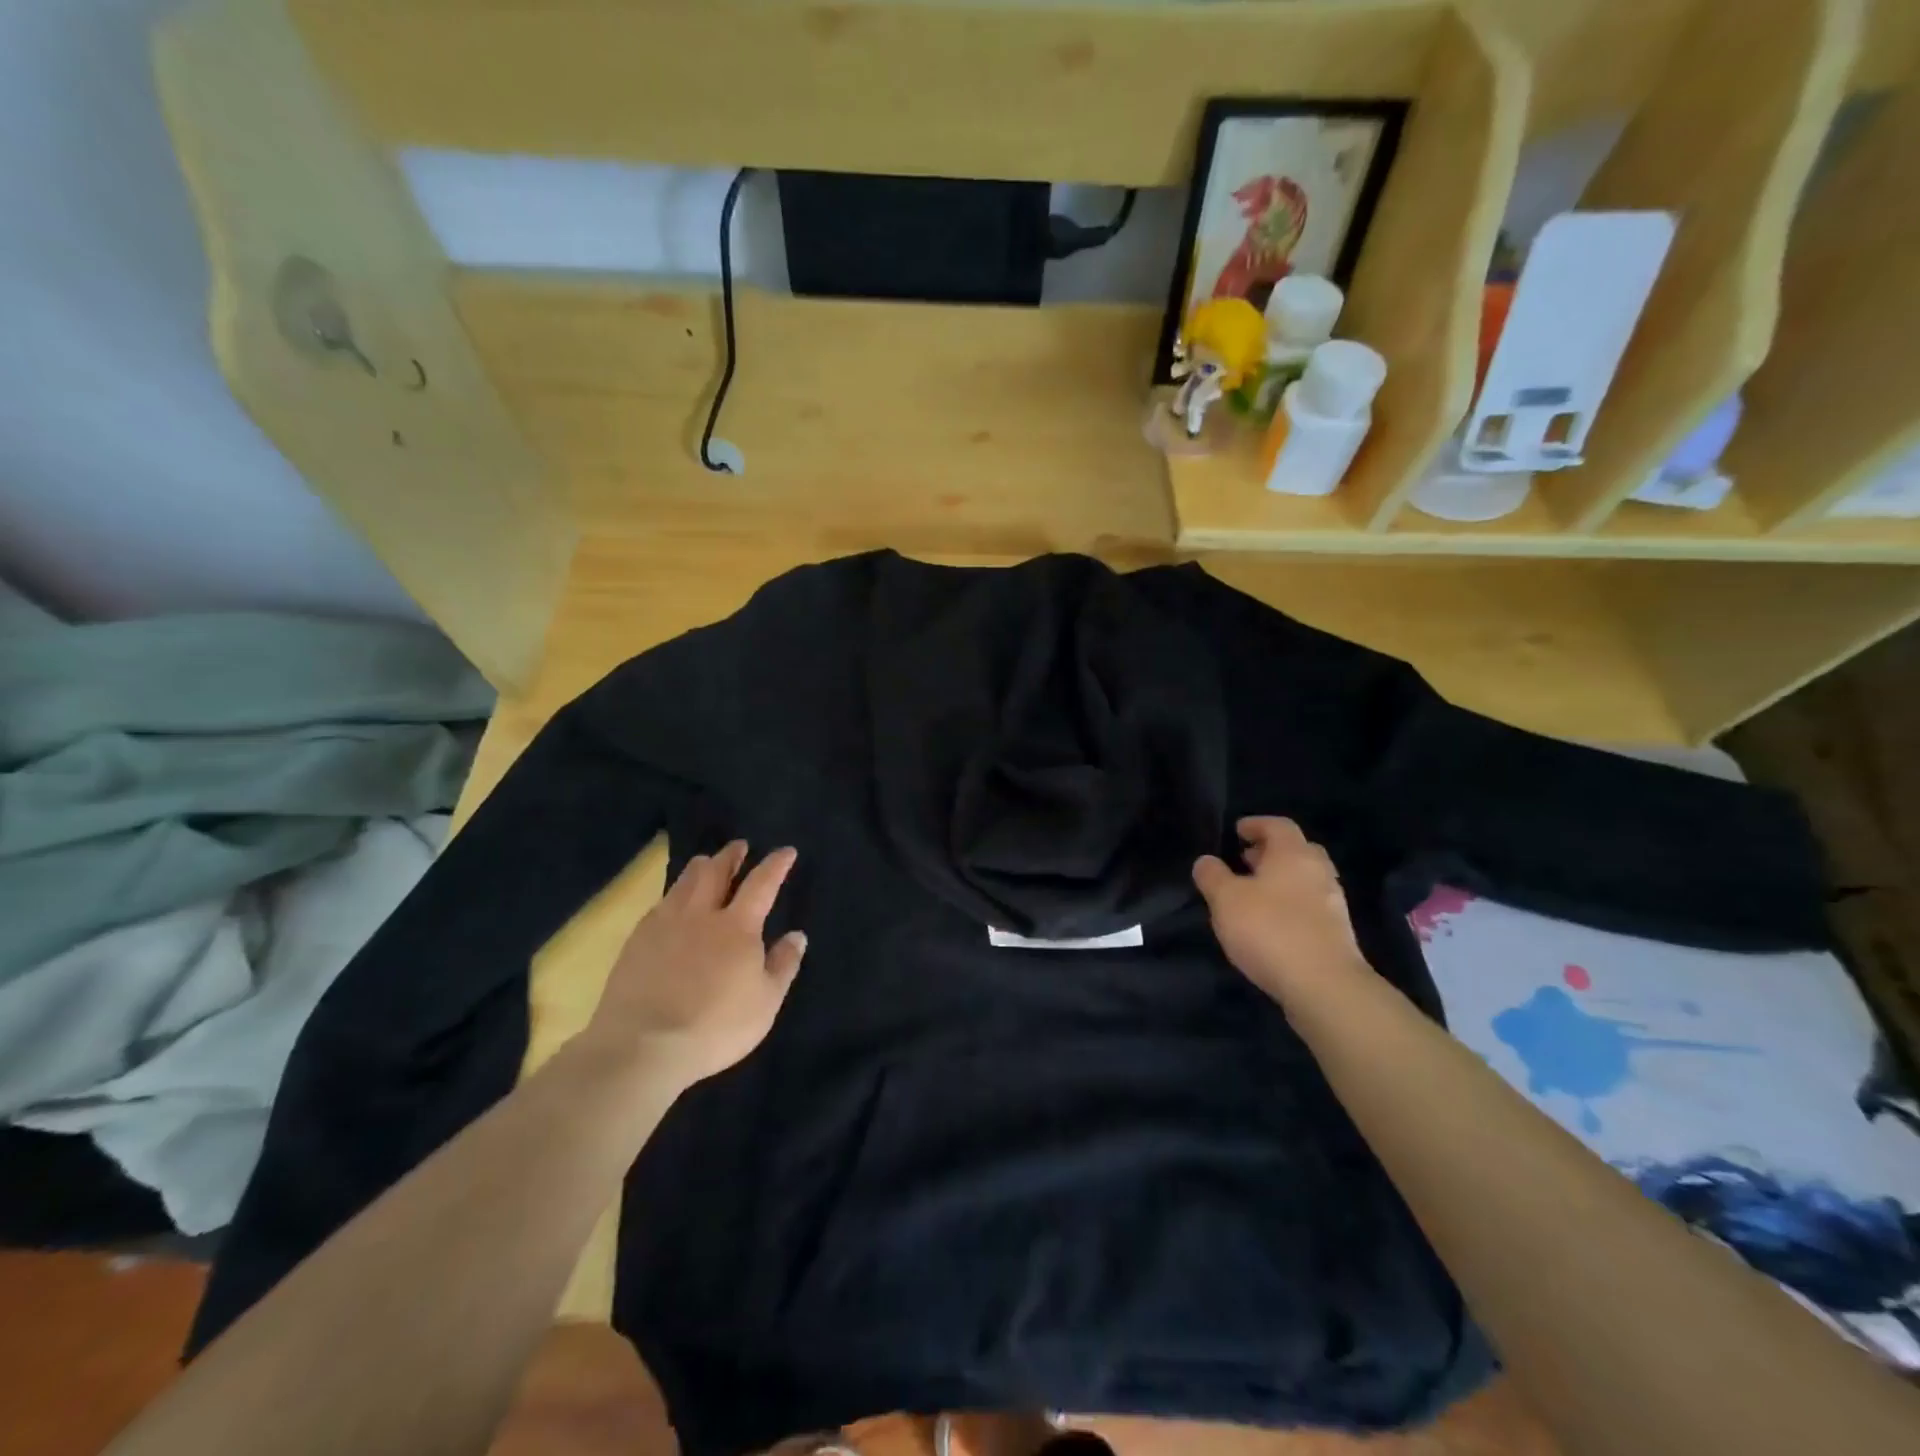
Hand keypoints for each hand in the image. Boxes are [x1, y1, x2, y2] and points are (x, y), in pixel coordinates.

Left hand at [585, 841, 806, 1087]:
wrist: (644, 1046)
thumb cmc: (716, 1026)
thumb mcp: (765, 1002)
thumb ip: (783, 965)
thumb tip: (796, 935)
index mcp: (738, 926)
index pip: (761, 884)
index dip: (775, 865)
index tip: (785, 851)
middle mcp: (701, 914)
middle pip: (716, 872)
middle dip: (731, 856)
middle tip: (739, 846)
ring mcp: (665, 924)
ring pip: (684, 882)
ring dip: (700, 867)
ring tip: (706, 862)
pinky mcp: (636, 941)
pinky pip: (660, 904)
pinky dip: (673, 894)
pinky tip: (672, 902)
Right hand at [1193, 817, 1368, 1006]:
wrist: (1325, 985)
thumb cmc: (1270, 930)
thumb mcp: (1225, 900)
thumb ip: (1212, 876)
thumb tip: (1206, 861)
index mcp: (1293, 854)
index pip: (1278, 825)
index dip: (1256, 824)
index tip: (1237, 831)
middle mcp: (1318, 871)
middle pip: (1297, 850)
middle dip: (1270, 852)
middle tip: (1245, 860)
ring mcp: (1333, 903)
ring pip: (1305, 879)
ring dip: (1281, 880)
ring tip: (1253, 894)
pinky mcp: (1337, 933)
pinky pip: (1310, 906)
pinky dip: (1291, 904)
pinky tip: (1271, 923)